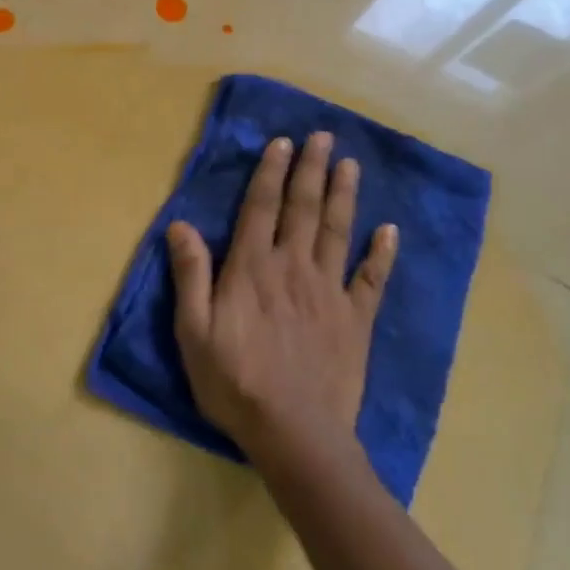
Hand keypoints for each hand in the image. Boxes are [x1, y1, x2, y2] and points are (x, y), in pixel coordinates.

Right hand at [168, 132, 398, 460]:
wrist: (295, 433)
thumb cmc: (235, 382)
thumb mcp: (194, 331)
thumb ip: (190, 275)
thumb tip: (179, 225)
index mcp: (252, 268)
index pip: (261, 208)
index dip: (271, 173)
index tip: (282, 143)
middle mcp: (293, 267)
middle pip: (304, 208)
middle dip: (311, 169)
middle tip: (322, 136)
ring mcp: (329, 291)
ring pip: (337, 231)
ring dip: (344, 195)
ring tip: (349, 164)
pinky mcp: (356, 319)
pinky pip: (371, 278)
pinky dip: (381, 253)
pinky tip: (390, 230)